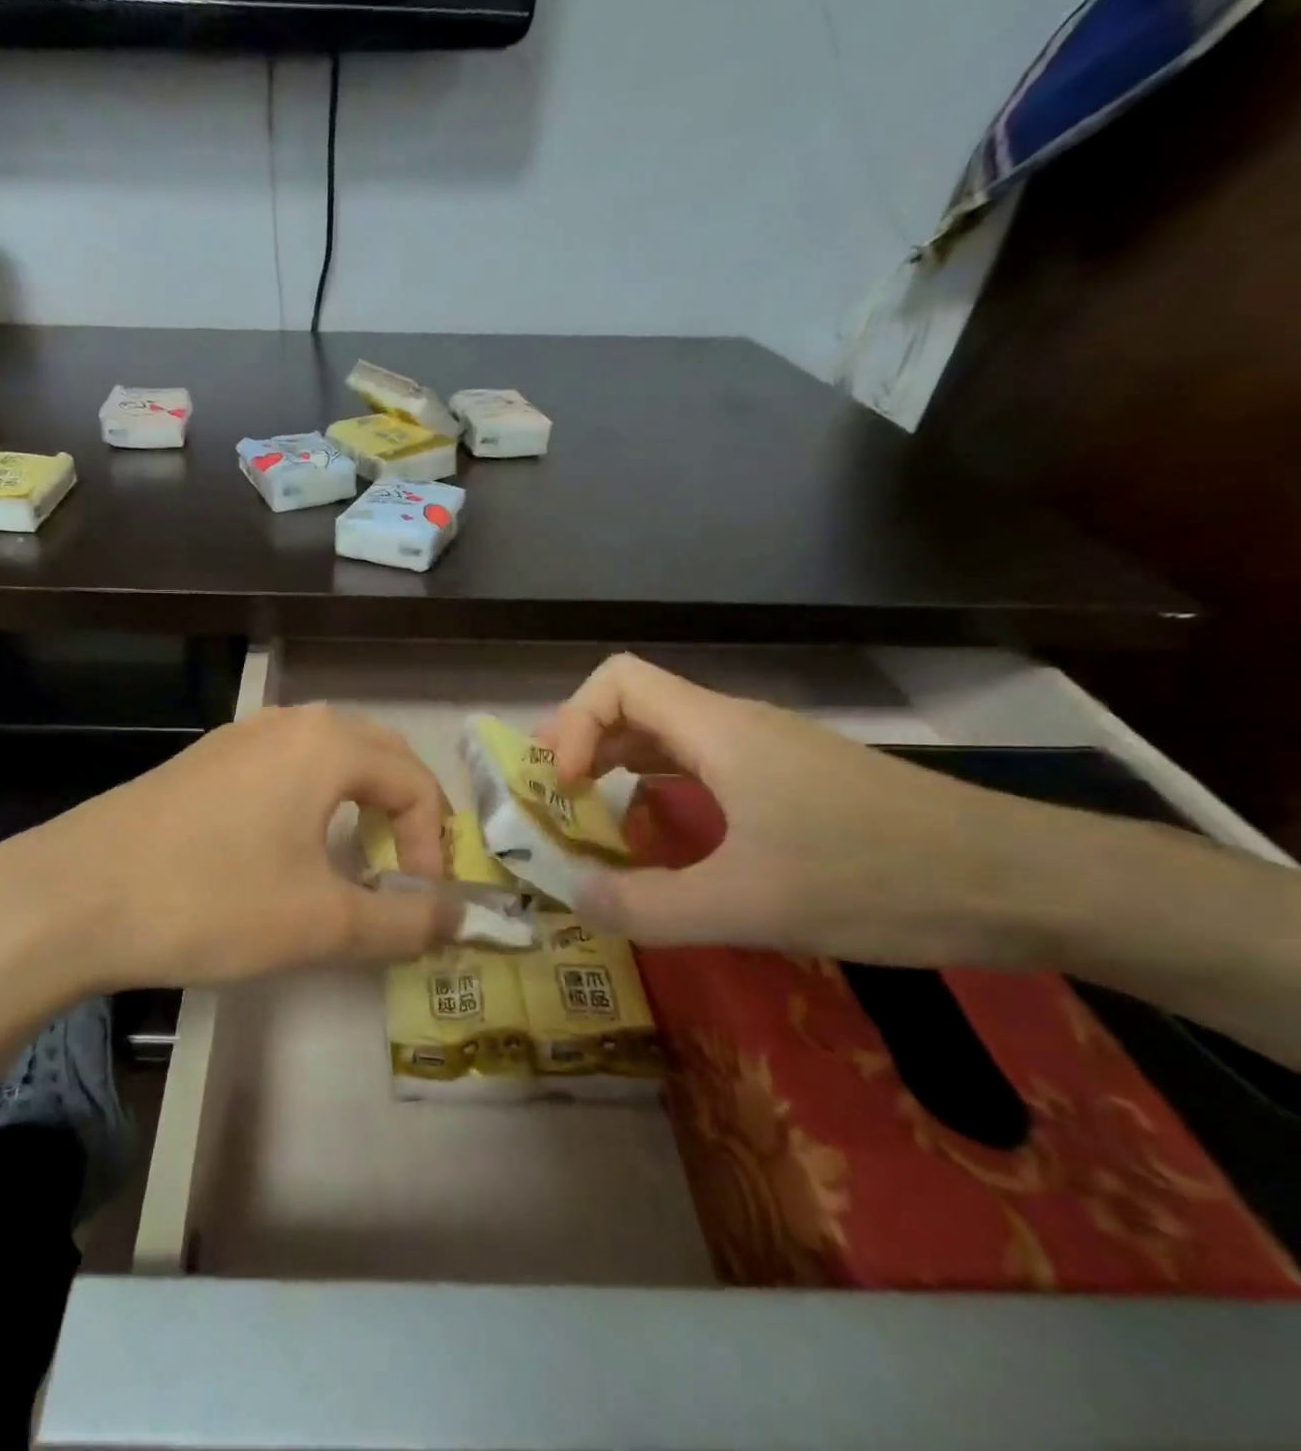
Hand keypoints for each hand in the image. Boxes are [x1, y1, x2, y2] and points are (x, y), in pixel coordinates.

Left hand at [0, 703, 457, 1037]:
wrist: (71, 897)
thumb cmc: (210, 901)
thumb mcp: (321, 922)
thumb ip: (403, 921)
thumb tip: (461, 919)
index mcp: (327, 744)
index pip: (415, 783)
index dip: (433, 845)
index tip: (421, 903)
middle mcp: (288, 723)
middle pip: (378, 754)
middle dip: (405, 811)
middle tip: (404, 869)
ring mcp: (238, 736)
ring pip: (327, 756)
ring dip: (358, 802)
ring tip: (354, 859)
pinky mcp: (202, 762)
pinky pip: (282, 768)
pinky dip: (311, 801)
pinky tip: (287, 850)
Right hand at [538, 654, 1064, 969]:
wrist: (1027, 881)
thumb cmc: (878, 879)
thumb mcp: (748, 906)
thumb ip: (648, 906)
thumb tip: (576, 896)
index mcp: (718, 732)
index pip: (617, 679)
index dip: (574, 723)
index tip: (569, 789)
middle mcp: (736, 727)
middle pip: (635, 705)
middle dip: (584, 747)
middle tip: (560, 807)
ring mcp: (769, 752)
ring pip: (669, 737)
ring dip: (621, 769)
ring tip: (598, 822)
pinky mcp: (794, 781)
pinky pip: (703, 766)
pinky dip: (663, 789)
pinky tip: (668, 837)